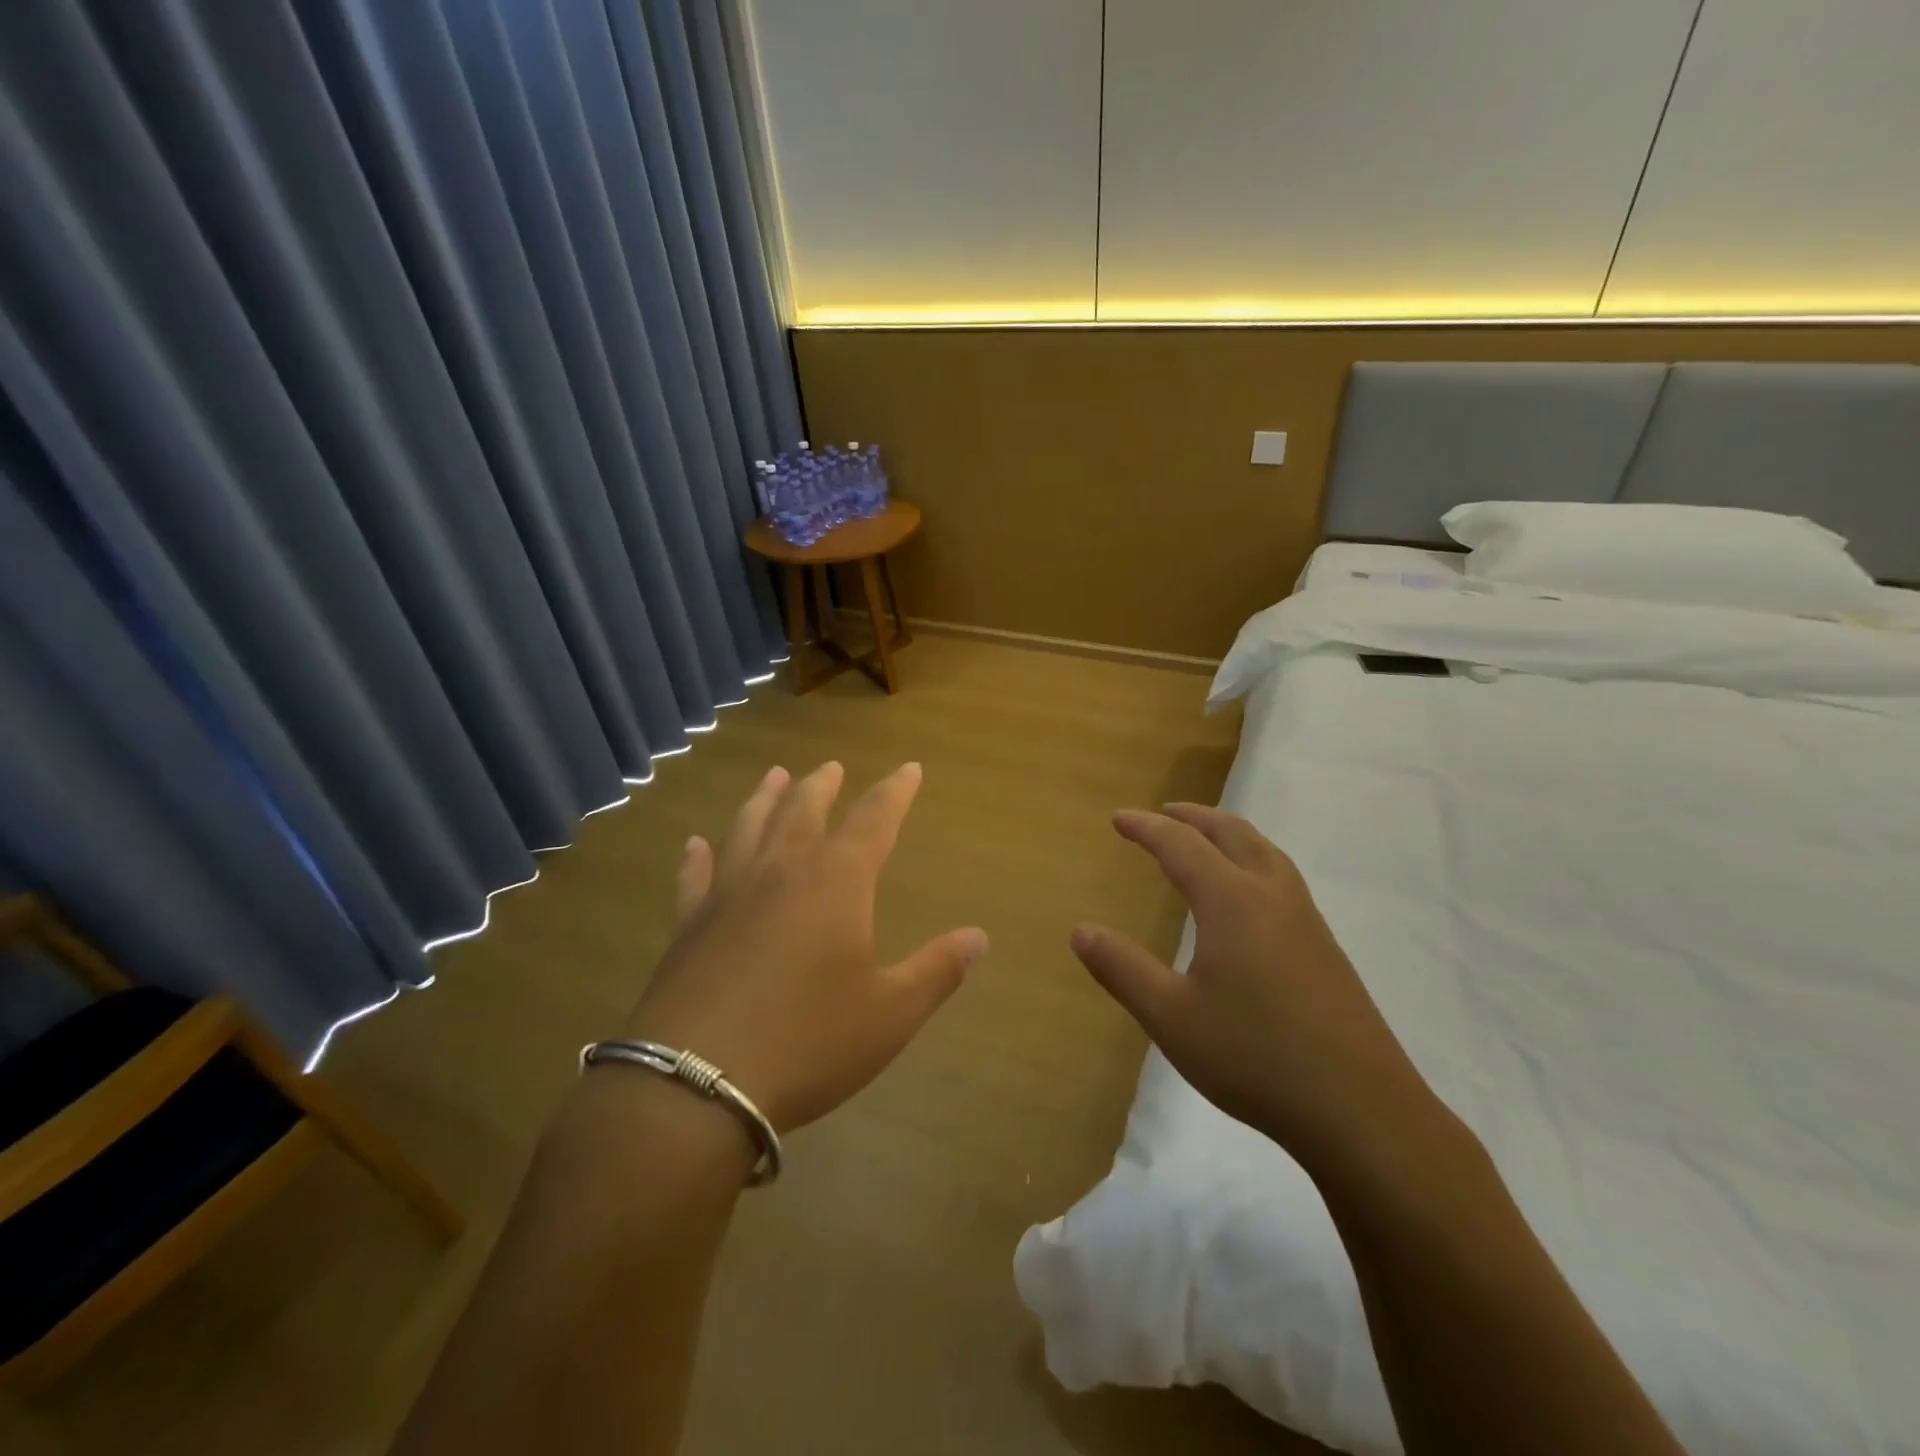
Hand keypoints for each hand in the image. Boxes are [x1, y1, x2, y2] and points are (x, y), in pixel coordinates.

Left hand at [622, 762, 987, 1132]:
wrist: (695, 1086)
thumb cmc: (808, 1043)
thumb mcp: (890, 1014)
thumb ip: (938, 970)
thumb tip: (979, 936)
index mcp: (836, 882)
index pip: (874, 818)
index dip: (895, 791)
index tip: (909, 768)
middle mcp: (781, 871)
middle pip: (804, 810)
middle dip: (823, 785)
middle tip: (831, 766)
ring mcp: (728, 894)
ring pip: (748, 827)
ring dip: (764, 798)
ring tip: (774, 776)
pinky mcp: (688, 925)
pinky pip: (694, 876)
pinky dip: (697, 856)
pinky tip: (695, 844)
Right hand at [1070, 803, 1436, 1169]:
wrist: (1362, 1110)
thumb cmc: (1255, 1058)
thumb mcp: (1171, 1018)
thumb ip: (1122, 969)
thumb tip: (1080, 931)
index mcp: (1232, 902)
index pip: (1181, 846)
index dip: (1146, 828)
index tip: (1118, 819)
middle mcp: (1272, 896)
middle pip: (1232, 833)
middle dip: (1193, 817)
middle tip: (1162, 813)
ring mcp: (1306, 920)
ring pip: (1265, 851)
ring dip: (1228, 833)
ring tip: (1204, 838)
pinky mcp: (1325, 947)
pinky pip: (1282, 877)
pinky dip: (1252, 859)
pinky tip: (1247, 896)